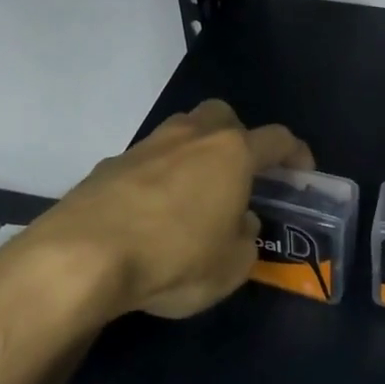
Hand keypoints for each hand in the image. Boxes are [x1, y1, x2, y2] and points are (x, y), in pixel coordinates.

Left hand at [4, 99, 312, 322]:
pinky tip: (150, 213)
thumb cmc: (173, 258)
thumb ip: (245, 239)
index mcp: (231, 154)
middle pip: (222, 116)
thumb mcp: (230, 267)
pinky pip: (146, 161)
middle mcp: (190, 138)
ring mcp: (145, 146)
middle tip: (240, 173)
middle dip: (238, 137)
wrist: (81, 257)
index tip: (302, 172)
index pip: (277, 139)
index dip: (296, 153)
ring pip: (180, 133)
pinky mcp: (108, 165)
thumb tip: (240, 223)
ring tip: (194, 194)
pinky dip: (157, 177)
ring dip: (194, 153)